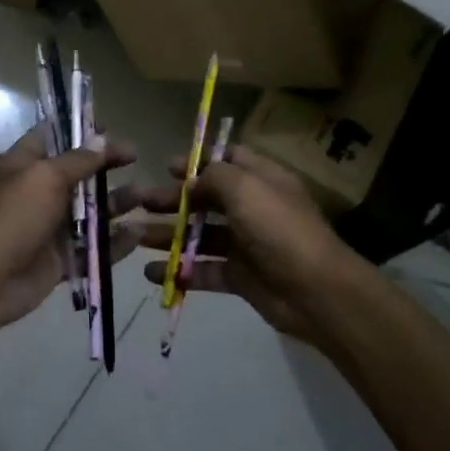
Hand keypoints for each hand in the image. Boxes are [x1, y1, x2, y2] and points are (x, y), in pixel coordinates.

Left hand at [0, 125, 135, 335]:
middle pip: (79, 173)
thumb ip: (77, 160)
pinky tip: (137, 234)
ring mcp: (51, 227)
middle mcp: (39, 192)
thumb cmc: (13, 216)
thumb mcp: (45, 177)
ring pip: (91, 211)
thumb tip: (102, 139)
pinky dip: (115, 242)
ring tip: (145, 196)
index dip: (80, 130)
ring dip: (117, 202)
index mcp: (26, 165)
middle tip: (136, 158)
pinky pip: (94, 248)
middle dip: (107, 166)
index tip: (110, 128)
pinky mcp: (62, 259)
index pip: (53, 136)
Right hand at [123, 146, 354, 344]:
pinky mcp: (240, 276)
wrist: (315, 291)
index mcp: (261, 179)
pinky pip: (203, 269)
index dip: (198, 161)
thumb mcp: (245, 187)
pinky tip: (152, 272)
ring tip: (134, 236)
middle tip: (140, 202)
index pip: (228, 160)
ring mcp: (246, 243)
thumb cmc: (278, 228)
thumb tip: (193, 179)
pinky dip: (179, 270)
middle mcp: (253, 207)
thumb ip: (214, 175)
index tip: (166, 166)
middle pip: (207, 198)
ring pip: (200, 234)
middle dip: (173, 199)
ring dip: (168, 234)